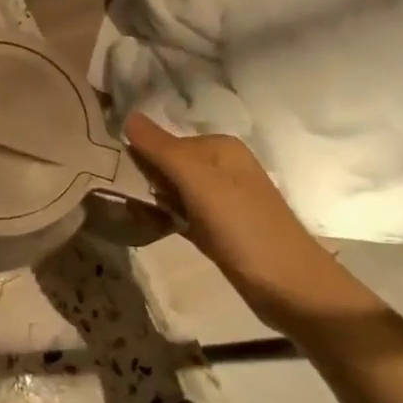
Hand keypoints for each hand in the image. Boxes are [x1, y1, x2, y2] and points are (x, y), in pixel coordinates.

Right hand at [124, 114, 381, 333]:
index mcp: (220, 147)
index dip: (137, 156)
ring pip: (170, 190)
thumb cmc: (244, 227)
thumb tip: (127, 116)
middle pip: (166, 164)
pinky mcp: (217, 226)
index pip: (162, 140)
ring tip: (129, 213)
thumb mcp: (199, 182)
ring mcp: (220, 198)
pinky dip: (163, 218)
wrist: (290, 287)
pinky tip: (148, 227)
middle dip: (142, 179)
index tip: (112, 176)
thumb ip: (162, 149)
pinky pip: (179, 212)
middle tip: (119, 197)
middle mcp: (221, 166)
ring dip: (150, 200)